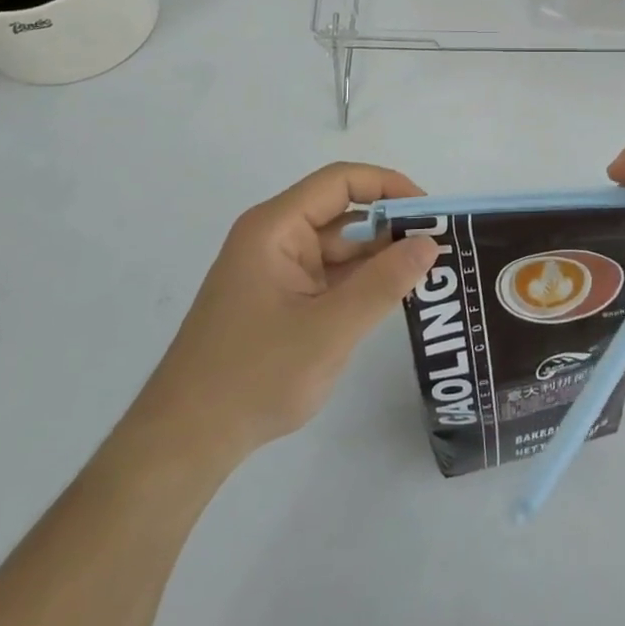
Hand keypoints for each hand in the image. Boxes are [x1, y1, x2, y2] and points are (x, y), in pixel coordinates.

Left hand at [131, 163, 439, 470]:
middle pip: (342, 212)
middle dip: (390, 225)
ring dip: (378, 256)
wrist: (184, 443)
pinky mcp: (280, 299)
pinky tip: (394, 294)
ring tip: (428, 270)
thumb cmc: (254, 376)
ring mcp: (276, 270)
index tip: (430, 211)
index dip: (389, 186)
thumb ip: (383, 283)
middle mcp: (275, 238)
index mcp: (276, 227)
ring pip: (339, 246)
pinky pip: (329, 275)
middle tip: (440, 245)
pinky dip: (361, 281)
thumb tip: (430, 243)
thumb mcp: (329, 329)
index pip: (341, 182)